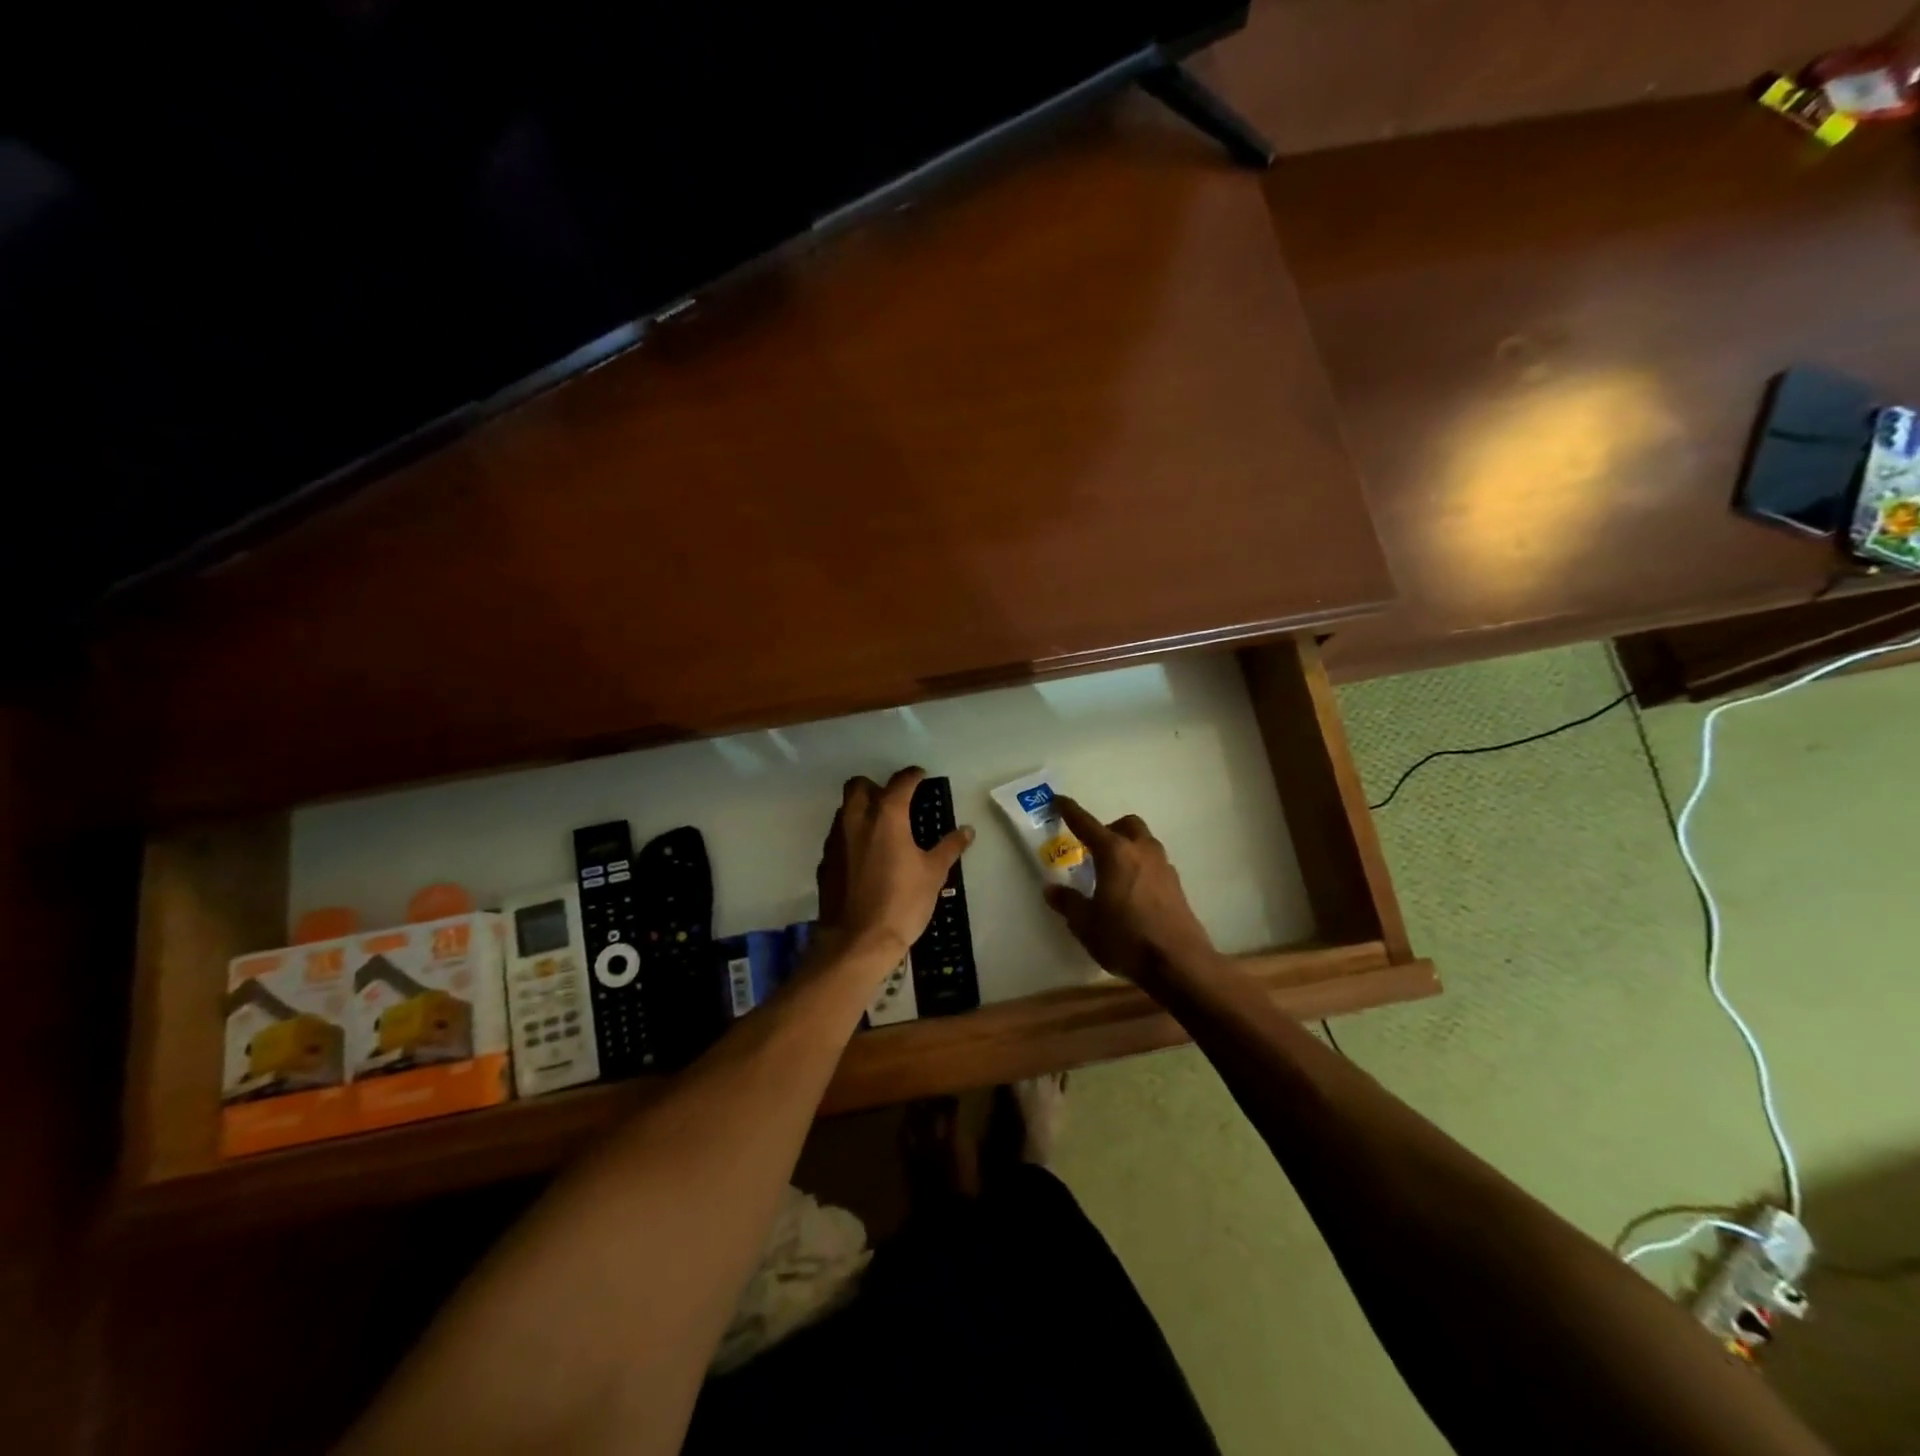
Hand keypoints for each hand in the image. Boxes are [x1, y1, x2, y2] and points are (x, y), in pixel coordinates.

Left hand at [815, 768, 973, 963]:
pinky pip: (838, 837)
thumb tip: (966, 830)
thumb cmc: (902, 902)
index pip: (899, 782)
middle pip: (858, 786)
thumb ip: (949, 847)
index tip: (921, 777)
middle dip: (876, 786)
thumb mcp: (933, 874)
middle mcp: (856, 820)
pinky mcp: (825, 862)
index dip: (912, 776)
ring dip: (861, 810)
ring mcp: (836, 841)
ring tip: (882, 830)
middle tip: (895, 802)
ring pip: (845, 810)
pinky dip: (852, 837)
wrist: (857, 941)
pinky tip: (866, 857)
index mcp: (886, 816)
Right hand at [1043, 797, 1216, 986]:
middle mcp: (1141, 851)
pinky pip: (1154, 864)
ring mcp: (1164, 867)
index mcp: (1115, 853)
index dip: (1071, 811)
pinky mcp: (1176, 886)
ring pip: (1144, 843)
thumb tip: (1052, 890)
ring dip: (1128, 848)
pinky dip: (1141, 868)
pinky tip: (1132, 892)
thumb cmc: (1125, 938)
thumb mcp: (1086, 924)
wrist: (1179, 963)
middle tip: (1093, 848)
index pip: (1087, 824)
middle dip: (1109, 829)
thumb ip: (1068, 903)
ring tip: (1112, 872)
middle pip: (1126, 825)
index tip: (1059, 801)